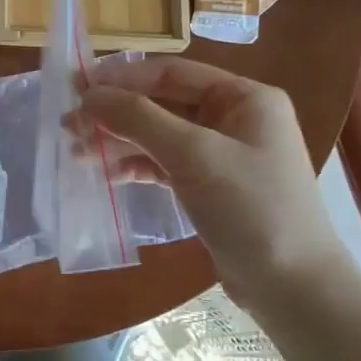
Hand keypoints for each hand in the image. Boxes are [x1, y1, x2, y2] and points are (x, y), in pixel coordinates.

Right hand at [78, 58, 346, 303]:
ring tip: (77, 152)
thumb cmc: (251, 208)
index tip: (77, 89)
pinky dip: (136, 166)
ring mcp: (222, 154)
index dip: (122, 78)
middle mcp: (234, 118)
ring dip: (119, 140)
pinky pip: (165, 164)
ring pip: (159, 135)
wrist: (292, 286)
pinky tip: (107, 175)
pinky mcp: (209, 186)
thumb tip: (89, 95)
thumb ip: (140, 119)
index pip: (171, 73)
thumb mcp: (195, 156)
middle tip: (68, 126)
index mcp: (244, 97)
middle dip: (116, 113)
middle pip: (162, 103)